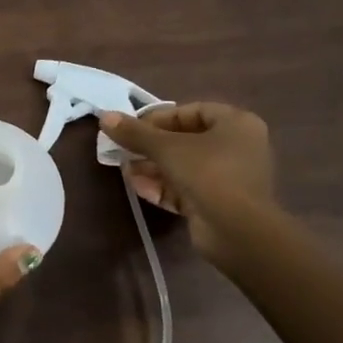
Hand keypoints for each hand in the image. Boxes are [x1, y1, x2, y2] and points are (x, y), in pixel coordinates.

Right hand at [98, 101, 274, 266]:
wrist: (237, 230)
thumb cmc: (208, 173)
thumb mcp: (167, 148)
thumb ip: (136, 133)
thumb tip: (105, 117)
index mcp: (236, 124)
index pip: (192, 111)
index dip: (159, 117)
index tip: (132, 127)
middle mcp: (237, 147)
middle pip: (186, 140)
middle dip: (151, 146)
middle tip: (124, 149)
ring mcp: (229, 178)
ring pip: (184, 166)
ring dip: (153, 167)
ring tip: (124, 169)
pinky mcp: (218, 204)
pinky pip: (186, 189)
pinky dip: (163, 187)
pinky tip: (137, 187)